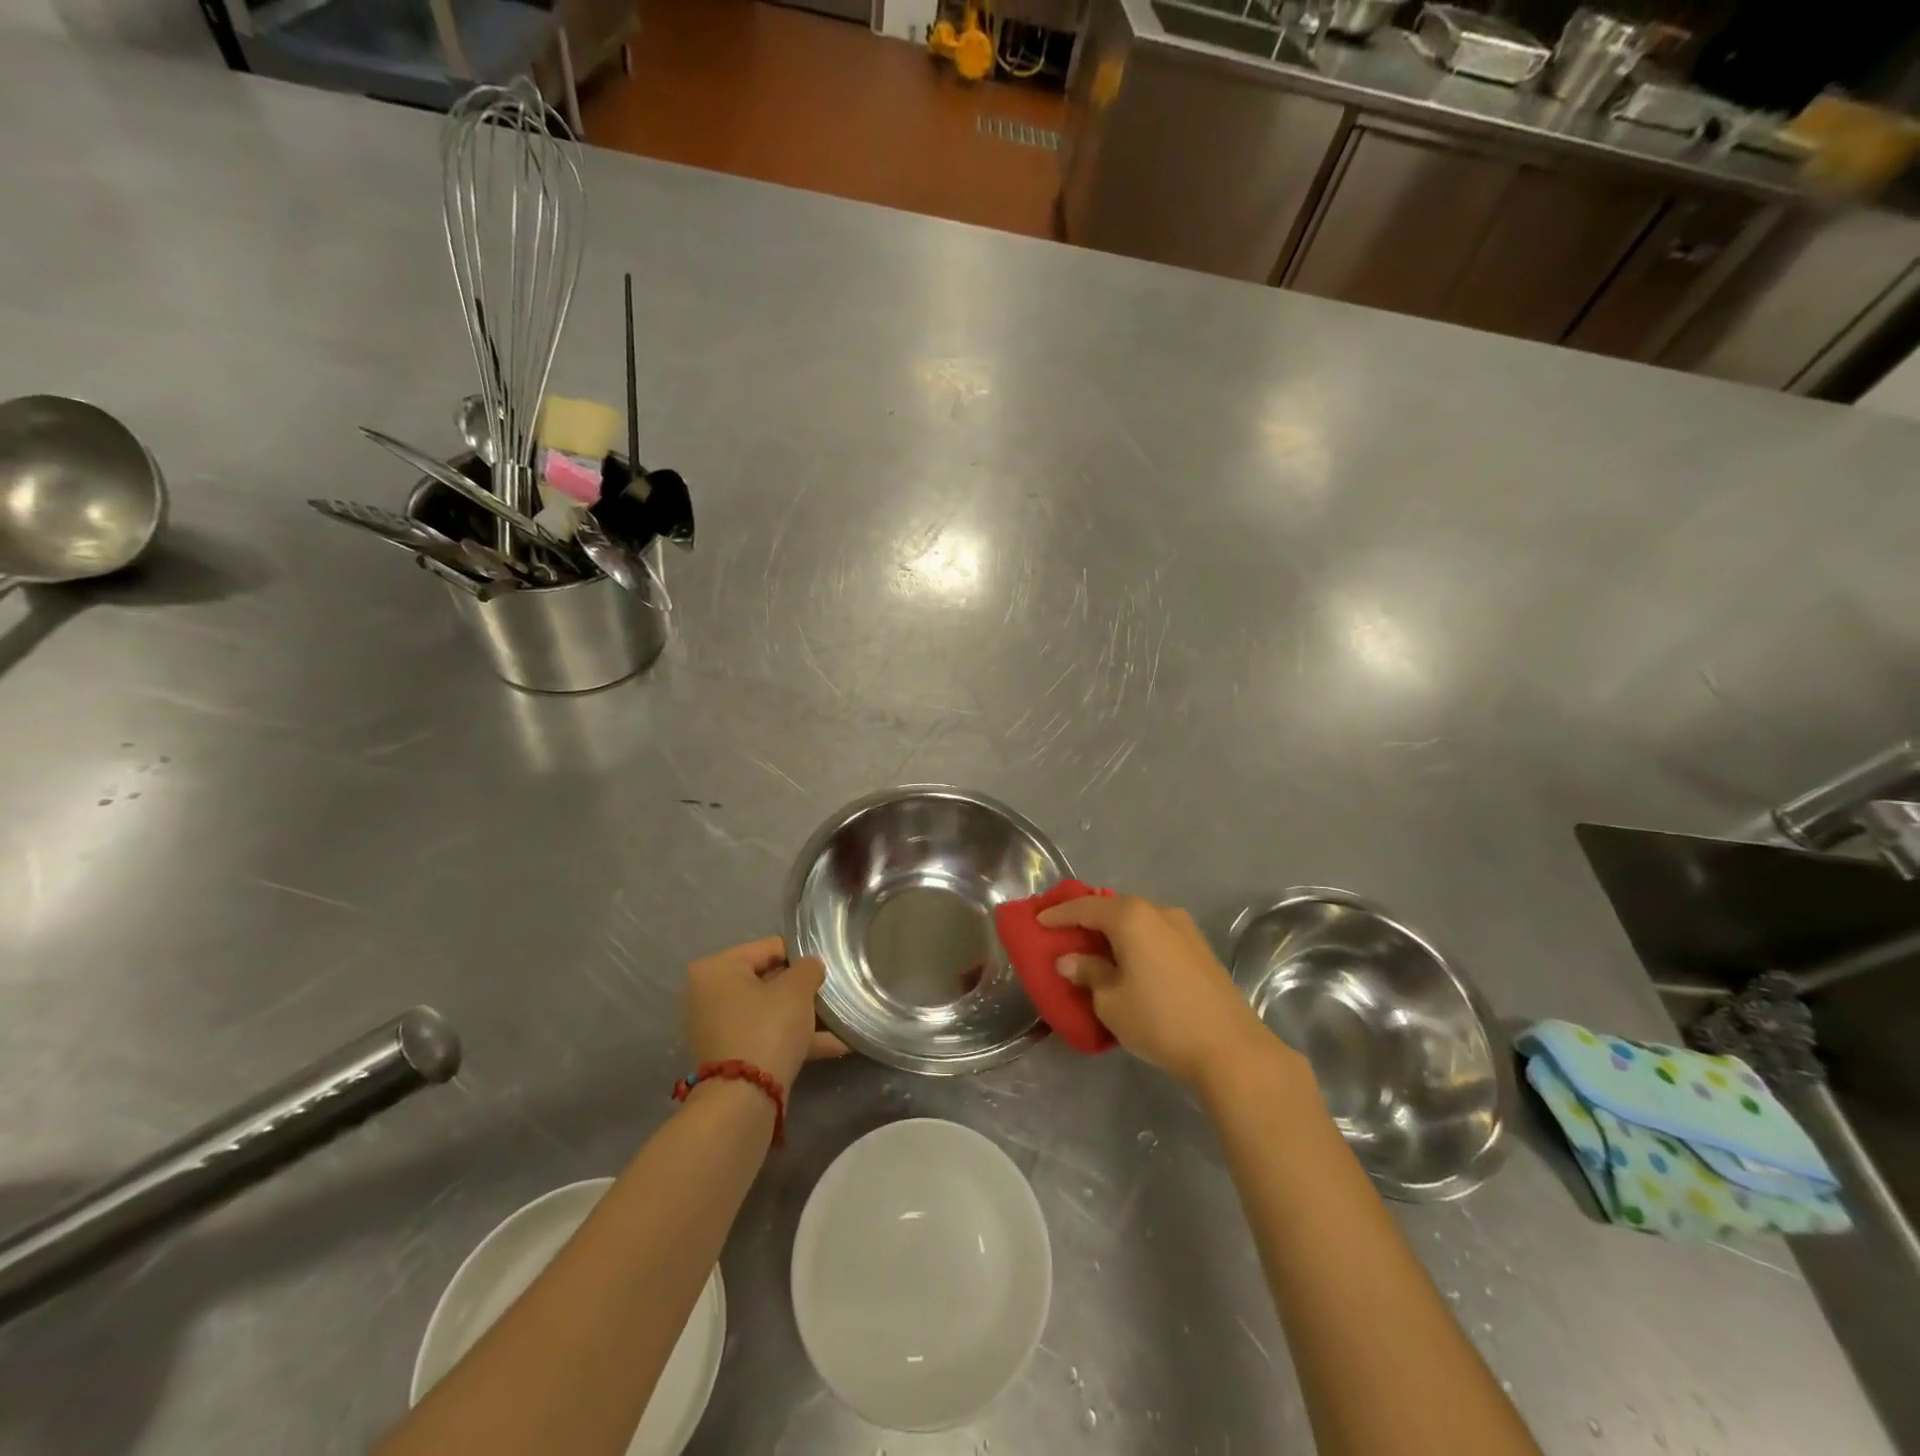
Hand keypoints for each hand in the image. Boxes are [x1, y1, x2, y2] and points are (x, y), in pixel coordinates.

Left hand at [685, 937, 846, 1093]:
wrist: (744, 1100)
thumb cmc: (767, 1028)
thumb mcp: (797, 989)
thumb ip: (808, 968)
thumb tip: (810, 967)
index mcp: (717, 968)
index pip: (770, 948)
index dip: (803, 956)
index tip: (828, 967)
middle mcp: (709, 995)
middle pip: (770, 981)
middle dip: (804, 990)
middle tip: (835, 994)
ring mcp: (719, 1028)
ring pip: (771, 1012)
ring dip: (805, 1016)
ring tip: (842, 1020)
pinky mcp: (731, 1056)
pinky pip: (768, 1036)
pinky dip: (796, 1038)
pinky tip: (835, 1045)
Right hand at [1040, 895, 1282, 1086]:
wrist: (1231, 1048)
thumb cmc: (1160, 1020)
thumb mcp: (1110, 1001)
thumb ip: (1088, 973)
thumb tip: (1070, 960)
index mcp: (1131, 917)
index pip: (1084, 908)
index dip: (1058, 914)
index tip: (1037, 921)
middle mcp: (1158, 912)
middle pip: (1113, 908)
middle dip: (1086, 918)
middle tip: (1063, 932)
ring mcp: (1184, 928)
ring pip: (1137, 921)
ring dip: (1113, 931)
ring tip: (1093, 948)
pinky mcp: (1200, 949)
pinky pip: (1155, 935)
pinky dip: (1135, 941)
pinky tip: (1127, 961)